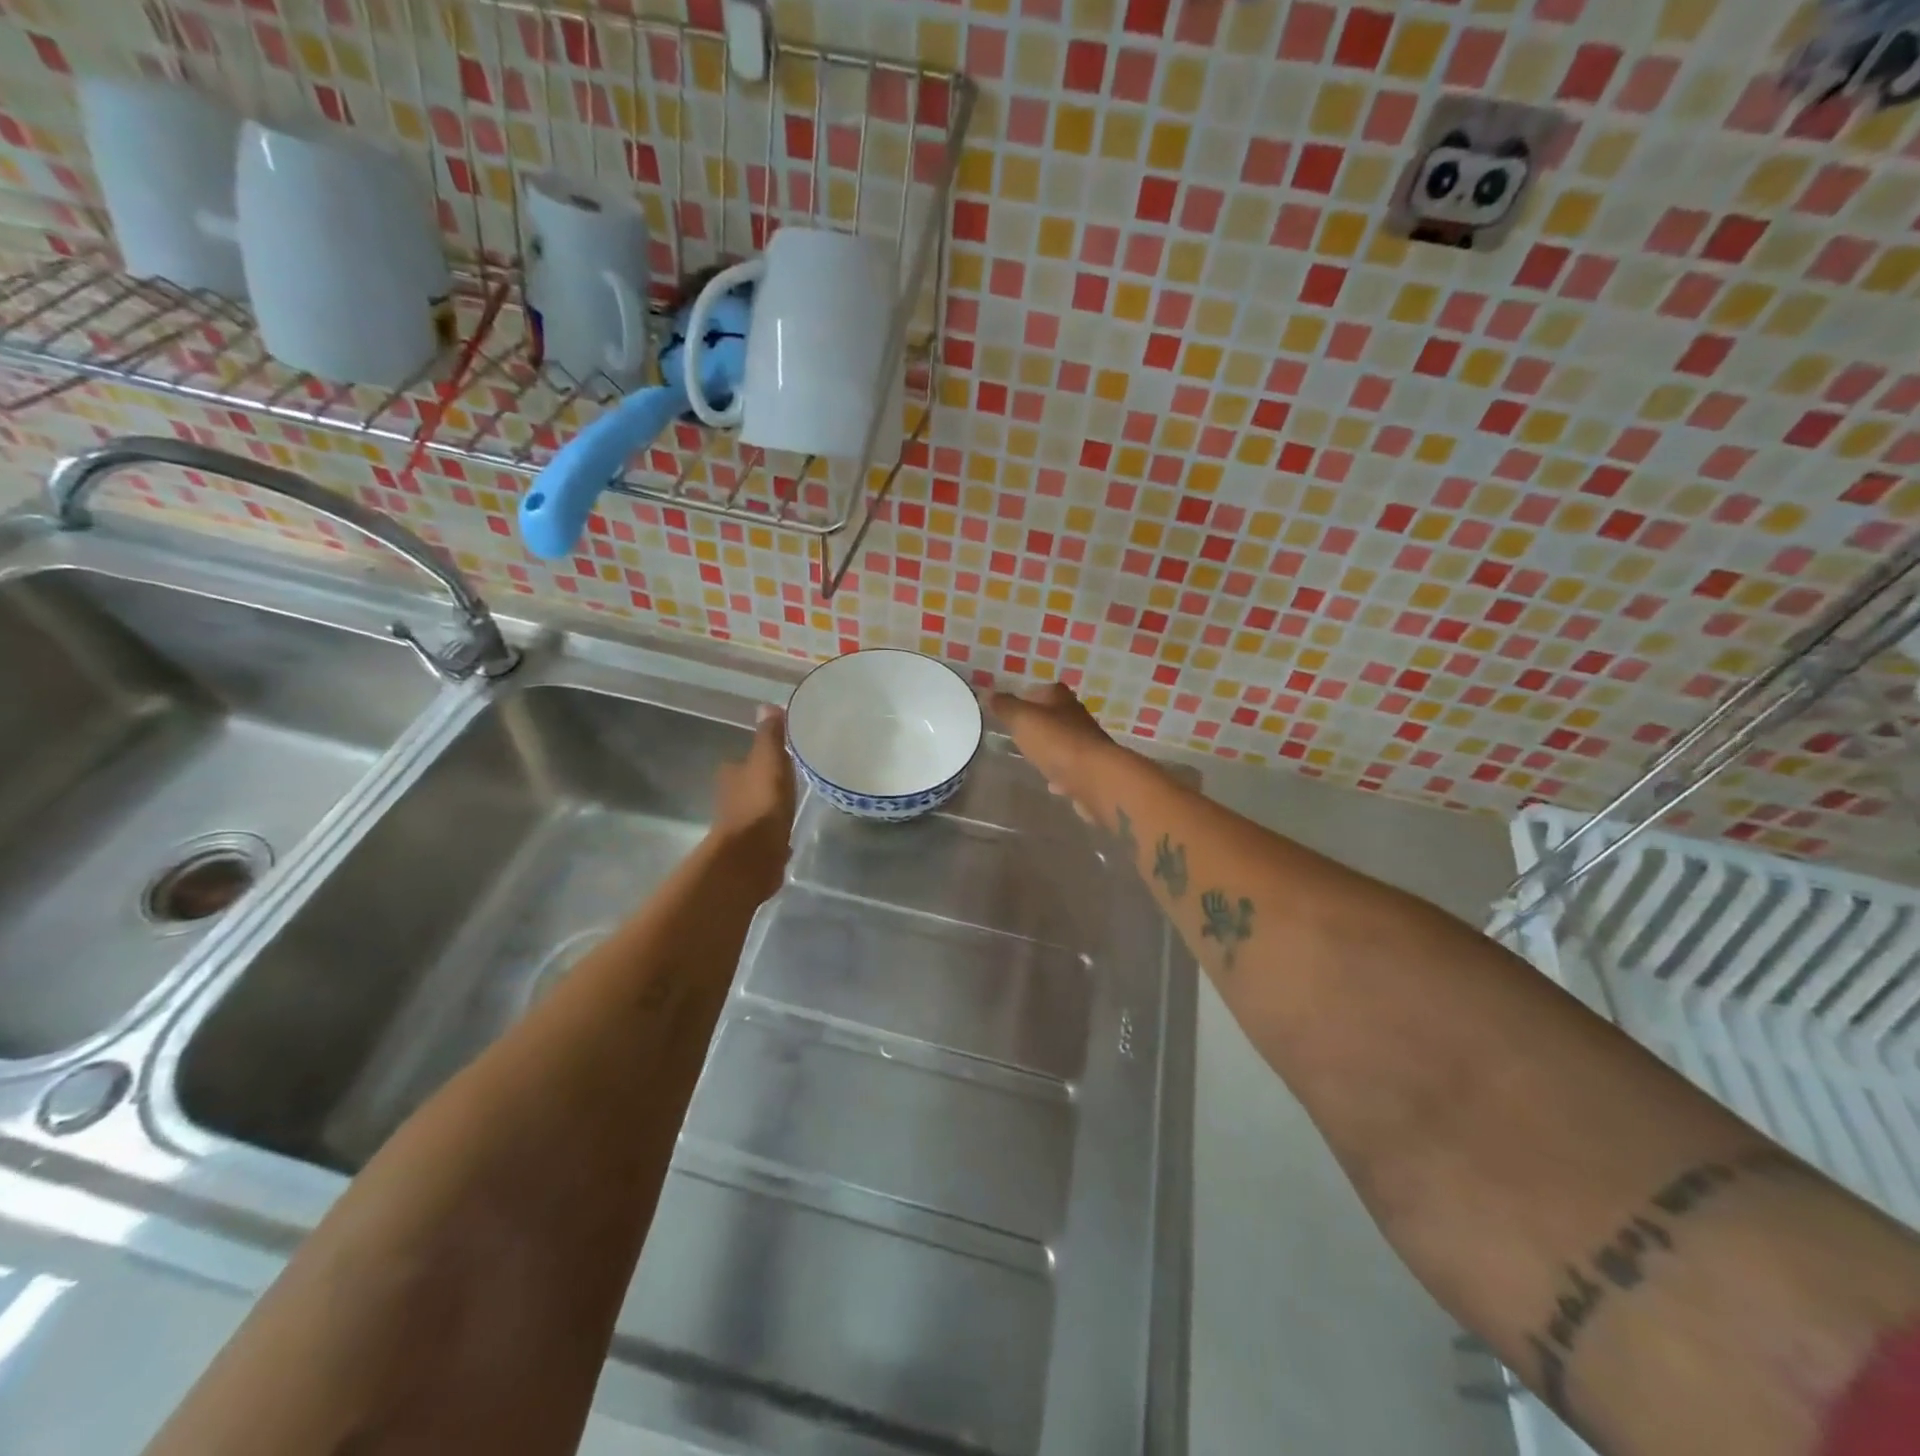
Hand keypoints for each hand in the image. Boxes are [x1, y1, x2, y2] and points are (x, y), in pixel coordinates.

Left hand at [712, 704, 796, 898]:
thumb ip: (769, 736)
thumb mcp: (768, 761)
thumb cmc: (760, 802)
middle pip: (749, 787)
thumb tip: (765, 705)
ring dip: (770, 810)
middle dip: (764, 785)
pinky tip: (788, 836)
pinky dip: (775, 834)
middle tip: (789, 781)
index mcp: (732, 776)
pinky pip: (766, 836)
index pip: (743, 762)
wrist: (753, 856)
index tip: (778, 757)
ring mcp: (741, 828)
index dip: (758, 758)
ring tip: (792, 806)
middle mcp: (731, 800)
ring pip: (757, 811)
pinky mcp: (754, 851)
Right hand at [988, 682, 1121, 816]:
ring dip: (1050, 749)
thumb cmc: (1057, 742)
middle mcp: (1077, 718)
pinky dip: (1060, 774)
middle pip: (1054, 716)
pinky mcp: (1090, 772)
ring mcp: (1086, 746)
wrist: (1095, 778)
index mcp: (1061, 700)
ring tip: (1031, 757)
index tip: (1010, 708)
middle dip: (1038, 724)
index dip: (1026, 696)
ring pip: (1063, 743)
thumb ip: (1005, 707)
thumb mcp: (1023, 719)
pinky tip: (1051, 783)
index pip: (1043, 690)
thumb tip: (986, 691)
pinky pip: (1070, 770)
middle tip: (1017, 733)